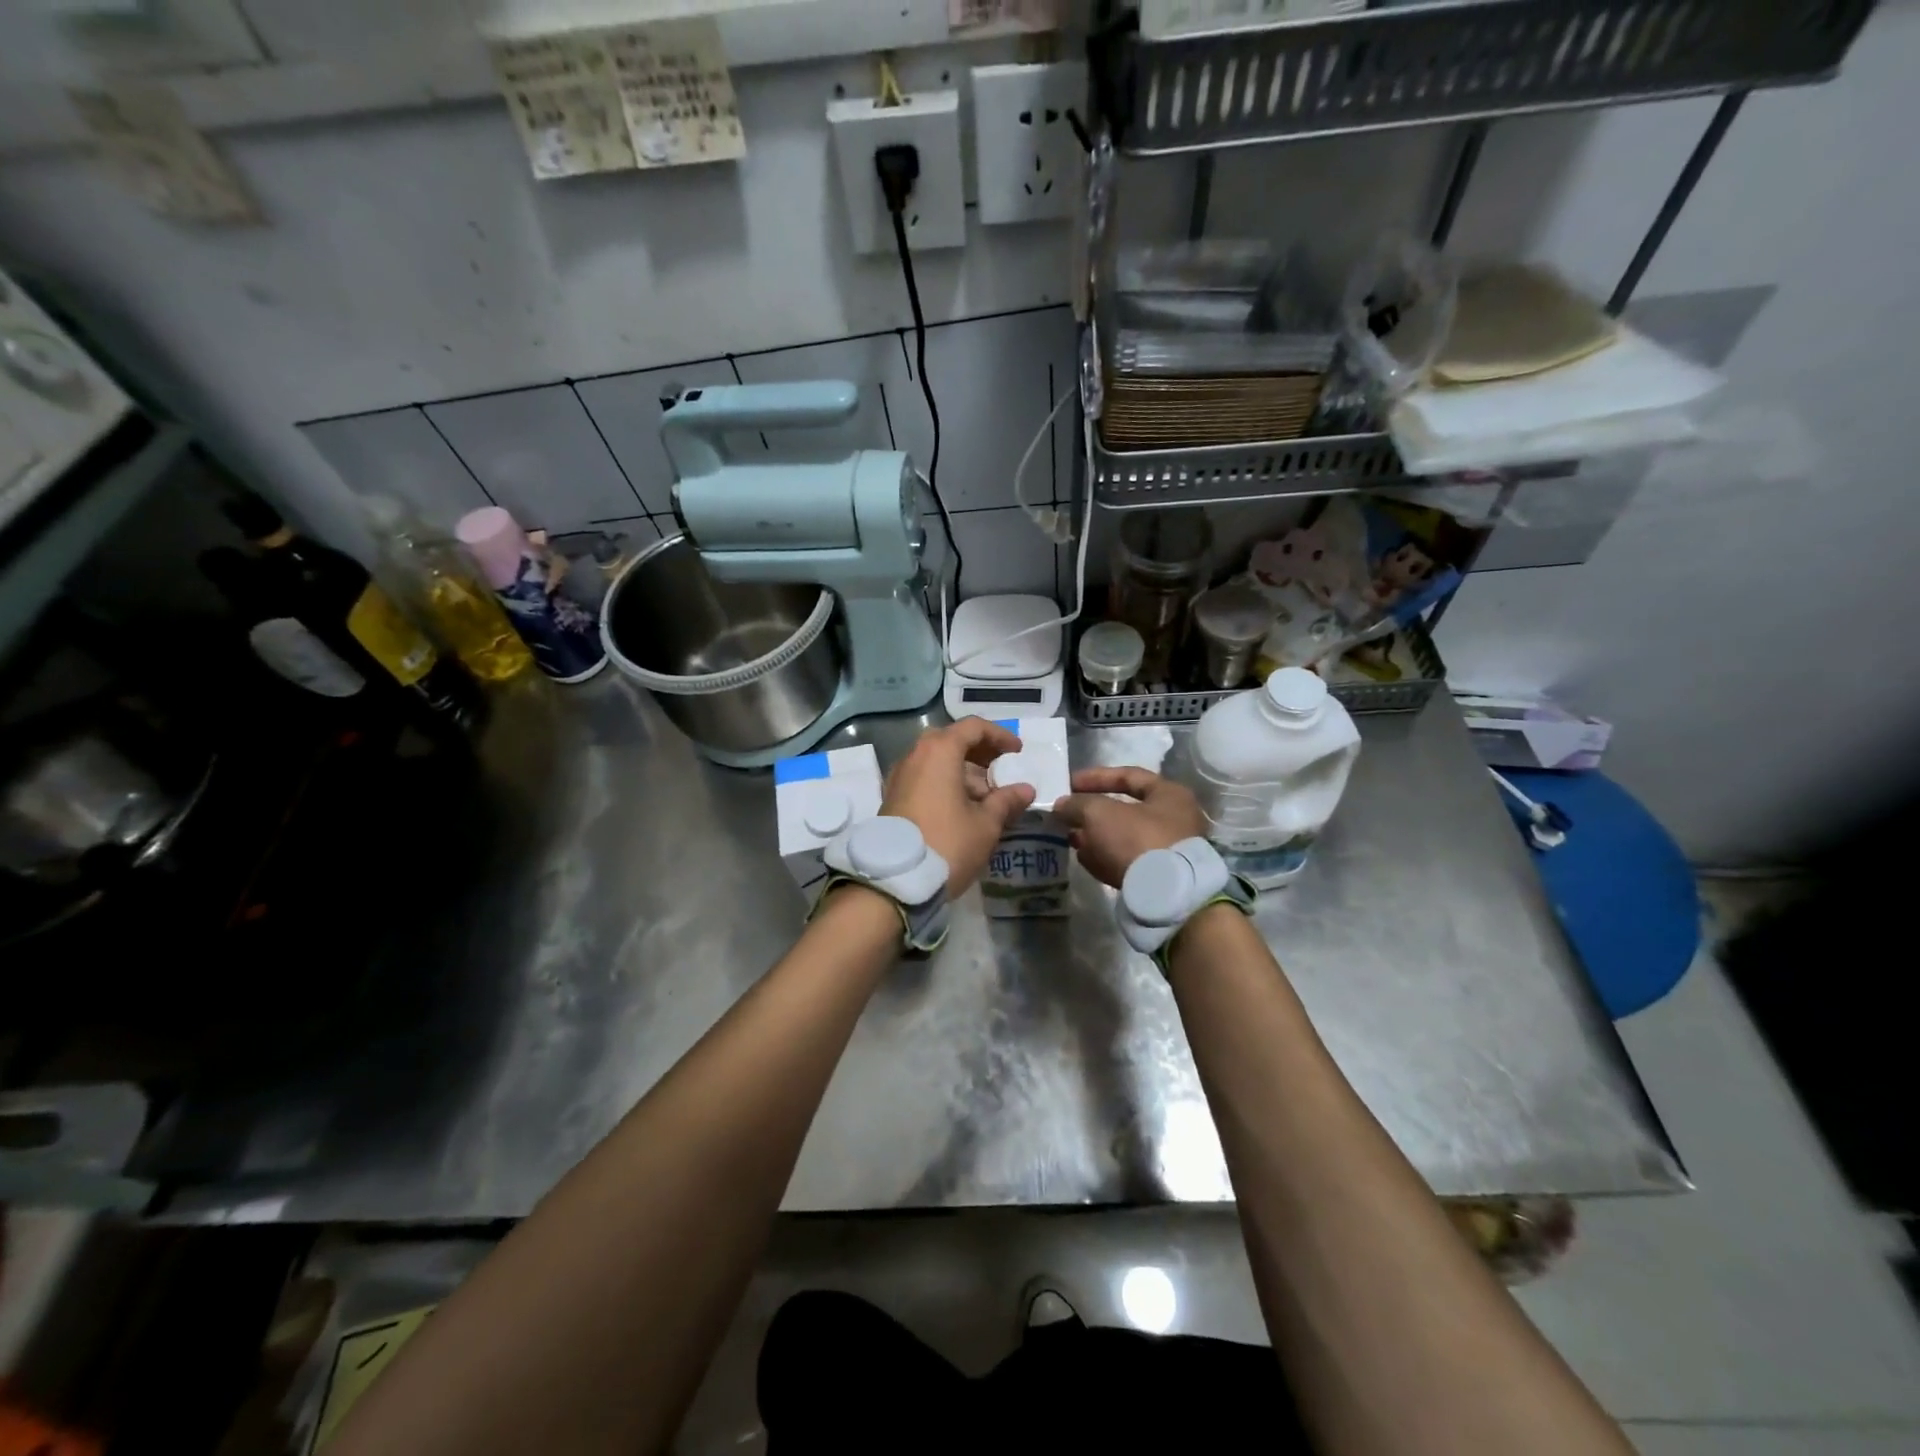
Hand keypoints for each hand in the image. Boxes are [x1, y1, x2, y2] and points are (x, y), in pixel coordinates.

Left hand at [881, 719, 1035, 894]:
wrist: (894, 880)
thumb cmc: (947, 843)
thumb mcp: (985, 824)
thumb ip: (1006, 801)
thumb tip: (1025, 789)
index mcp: (939, 752)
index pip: (973, 727)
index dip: (999, 736)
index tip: (1017, 752)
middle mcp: (915, 756)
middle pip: (951, 740)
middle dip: (980, 752)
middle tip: (1001, 769)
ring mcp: (899, 776)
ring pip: (936, 761)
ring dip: (962, 771)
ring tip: (987, 796)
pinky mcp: (892, 798)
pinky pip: (924, 778)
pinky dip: (945, 783)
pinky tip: (962, 808)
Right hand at [1053, 767, 1206, 888]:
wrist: (1167, 896)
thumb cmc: (1137, 839)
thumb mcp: (1100, 813)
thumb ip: (1077, 804)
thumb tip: (1061, 805)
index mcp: (1169, 795)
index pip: (1128, 776)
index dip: (1096, 777)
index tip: (1069, 784)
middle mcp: (1174, 820)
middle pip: (1125, 810)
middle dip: (1093, 813)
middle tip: (1068, 816)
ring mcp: (1169, 851)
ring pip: (1124, 838)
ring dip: (1096, 837)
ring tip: (1071, 839)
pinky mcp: (1160, 878)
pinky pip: (1128, 861)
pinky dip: (1106, 858)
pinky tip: (1085, 859)